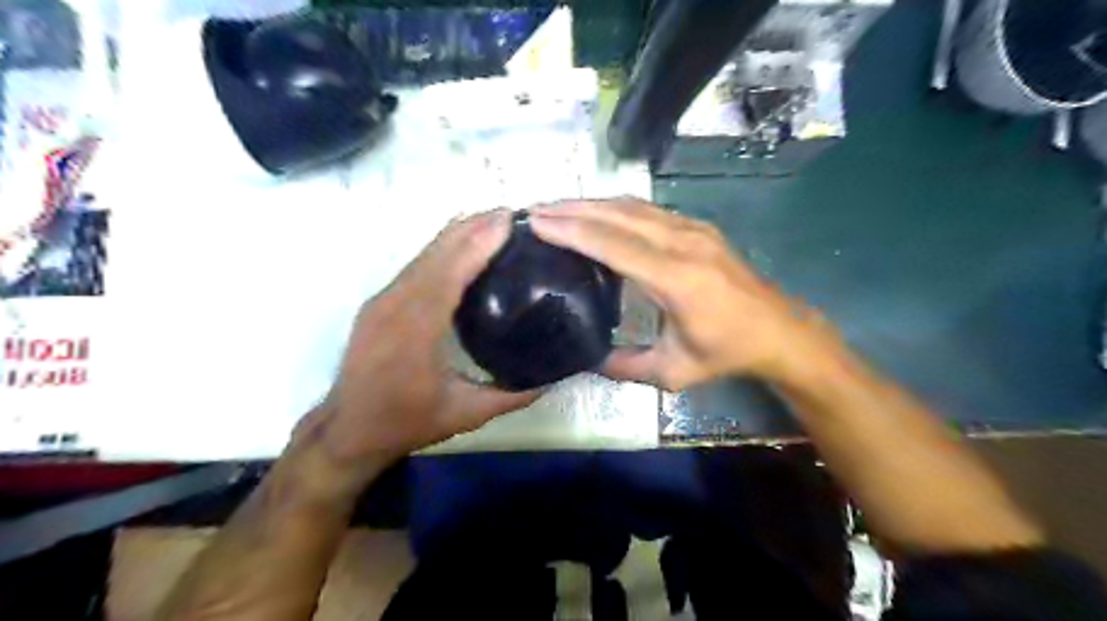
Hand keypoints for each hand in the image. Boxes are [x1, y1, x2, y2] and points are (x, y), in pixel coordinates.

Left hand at [291, 210, 539, 478]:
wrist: (347, 430)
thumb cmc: (406, 421)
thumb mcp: (465, 413)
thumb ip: (512, 395)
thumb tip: (554, 378)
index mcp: (417, 328)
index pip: (451, 270)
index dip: (479, 240)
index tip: (509, 219)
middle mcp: (396, 303)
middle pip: (437, 251)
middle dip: (473, 226)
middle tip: (510, 214)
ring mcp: (383, 299)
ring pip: (423, 254)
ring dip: (457, 234)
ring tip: (491, 222)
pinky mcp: (378, 302)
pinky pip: (414, 266)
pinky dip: (441, 249)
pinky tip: (461, 246)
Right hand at [530, 199, 828, 390]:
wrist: (778, 330)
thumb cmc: (726, 352)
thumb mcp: (674, 371)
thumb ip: (625, 366)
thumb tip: (586, 361)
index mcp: (676, 279)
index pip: (613, 244)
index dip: (572, 231)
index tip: (536, 222)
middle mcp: (683, 243)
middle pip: (617, 215)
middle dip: (572, 209)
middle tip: (534, 209)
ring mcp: (693, 230)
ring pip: (632, 206)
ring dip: (591, 203)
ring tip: (557, 206)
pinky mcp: (698, 227)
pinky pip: (649, 209)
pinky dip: (615, 207)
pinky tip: (597, 212)